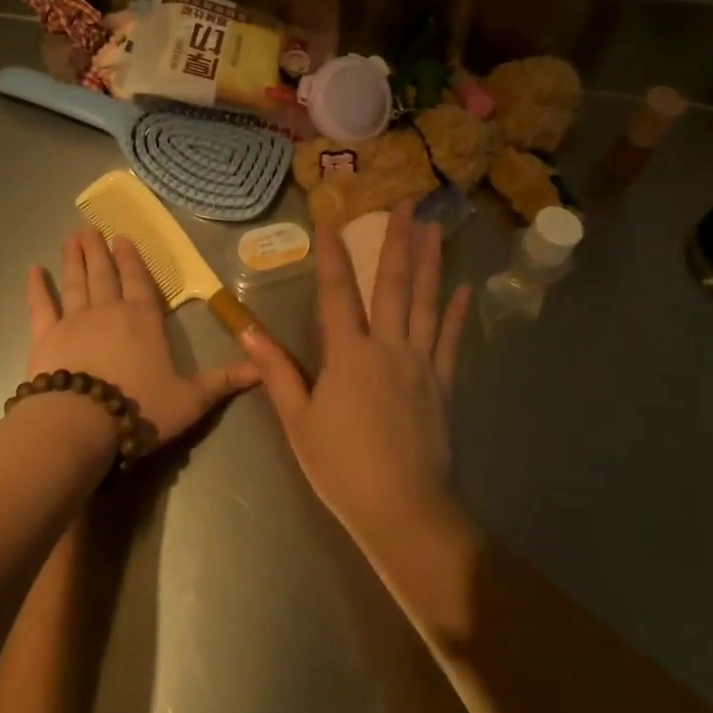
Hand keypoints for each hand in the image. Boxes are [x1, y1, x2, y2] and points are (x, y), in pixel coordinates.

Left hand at [26, 228, 258, 446]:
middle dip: (99, 250)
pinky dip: (37, 288)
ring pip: (75, 282)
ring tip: (71, 237)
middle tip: (90, 228)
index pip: (138, 281)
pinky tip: (33, 270)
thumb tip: (263, 369)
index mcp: (143, 319)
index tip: (122, 237)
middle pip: (104, 274)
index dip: (132, 259)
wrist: (81, 423)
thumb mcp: (190, 400)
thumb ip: (223, 381)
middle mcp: (108, 310)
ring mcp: (74, 321)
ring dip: (74, 259)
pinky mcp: (45, 337)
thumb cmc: (139, 408)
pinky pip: (40, 306)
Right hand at [245, 202, 470, 553]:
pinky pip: (452, 340)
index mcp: (348, 355)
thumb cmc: (342, 467)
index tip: (332, 218)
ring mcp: (421, 363)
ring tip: (433, 227)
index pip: (338, 292)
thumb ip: (276, 373)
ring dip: (430, 262)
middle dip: (398, 241)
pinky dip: (458, 313)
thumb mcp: (298, 422)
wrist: (403, 510)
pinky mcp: (443, 384)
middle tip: (406, 202)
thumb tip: (247, 333)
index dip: (333, 253)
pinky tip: (465, 288)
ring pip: (427, 303)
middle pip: (393, 285)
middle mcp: (388, 347)